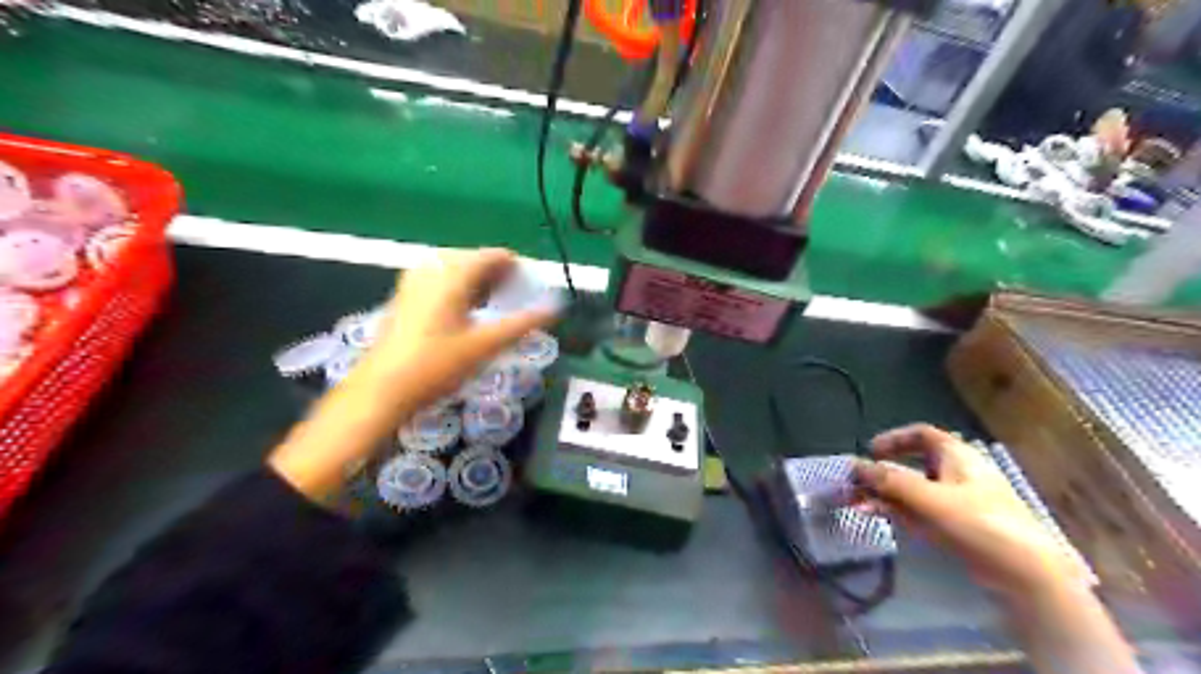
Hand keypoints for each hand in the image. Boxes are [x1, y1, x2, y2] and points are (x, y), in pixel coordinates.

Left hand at [360, 247, 558, 411]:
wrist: (381, 390)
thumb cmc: (436, 366)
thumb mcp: (485, 345)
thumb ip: (522, 323)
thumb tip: (555, 308)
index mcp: (452, 275)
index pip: (492, 255)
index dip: (516, 267)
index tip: (532, 286)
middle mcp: (431, 270)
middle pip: (473, 259)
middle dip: (498, 274)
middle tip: (516, 298)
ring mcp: (413, 282)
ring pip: (455, 269)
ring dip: (479, 281)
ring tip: (495, 304)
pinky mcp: (405, 297)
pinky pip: (440, 279)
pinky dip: (459, 287)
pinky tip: (466, 312)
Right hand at [854, 425, 1089, 597]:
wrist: (1027, 574)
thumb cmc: (979, 523)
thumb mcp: (929, 498)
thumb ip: (889, 481)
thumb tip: (854, 466)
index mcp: (957, 455)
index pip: (921, 434)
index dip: (893, 439)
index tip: (870, 452)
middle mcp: (958, 473)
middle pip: (913, 464)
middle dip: (881, 474)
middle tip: (855, 486)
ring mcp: (960, 501)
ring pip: (914, 490)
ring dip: (885, 495)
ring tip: (859, 505)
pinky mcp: (961, 526)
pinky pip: (922, 511)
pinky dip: (900, 511)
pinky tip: (882, 518)